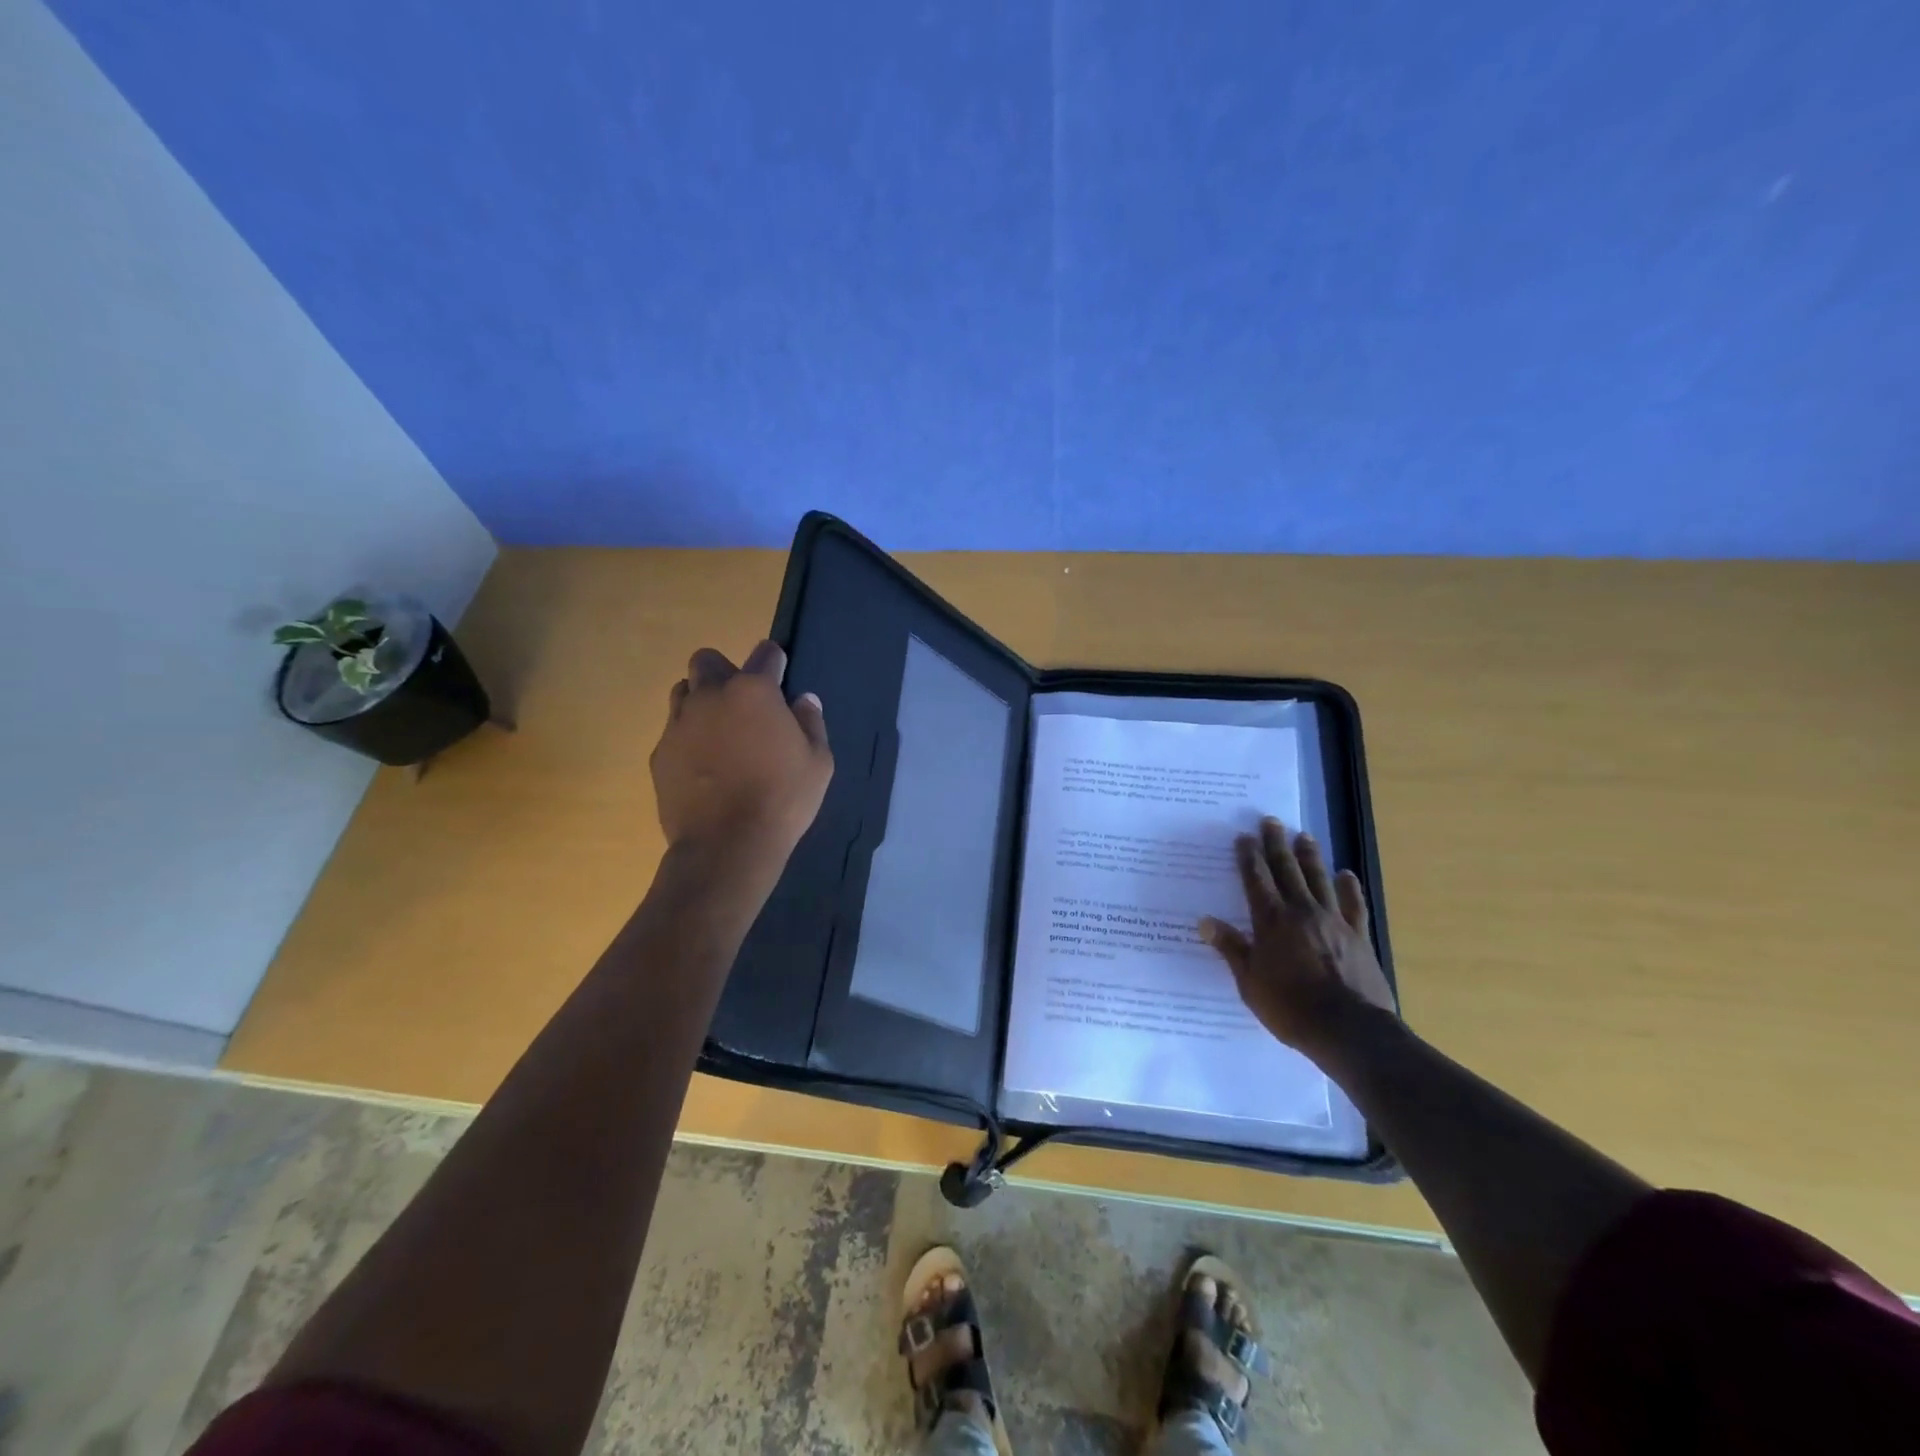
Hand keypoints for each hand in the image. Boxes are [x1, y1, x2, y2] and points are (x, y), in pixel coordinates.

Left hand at [650, 641, 832, 869]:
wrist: (727, 844)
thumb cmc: (783, 799)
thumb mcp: (818, 762)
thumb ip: (810, 723)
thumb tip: (803, 700)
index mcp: (754, 691)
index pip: (765, 653)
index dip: (775, 661)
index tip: (780, 675)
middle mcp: (711, 695)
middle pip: (708, 660)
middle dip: (725, 671)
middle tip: (743, 703)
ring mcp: (679, 723)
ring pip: (683, 690)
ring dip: (701, 700)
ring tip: (719, 731)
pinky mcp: (660, 752)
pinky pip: (673, 730)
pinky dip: (688, 737)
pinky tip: (703, 765)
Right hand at [1200, 818, 1395, 1059]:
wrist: (1350, 1030)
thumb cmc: (1290, 1007)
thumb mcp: (1250, 982)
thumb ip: (1231, 948)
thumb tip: (1205, 922)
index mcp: (1271, 921)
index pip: (1256, 880)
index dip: (1248, 857)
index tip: (1244, 836)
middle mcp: (1301, 912)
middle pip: (1287, 870)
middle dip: (1276, 844)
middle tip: (1271, 821)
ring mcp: (1333, 921)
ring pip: (1319, 879)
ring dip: (1310, 856)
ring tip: (1304, 835)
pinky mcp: (1358, 936)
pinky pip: (1353, 905)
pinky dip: (1349, 887)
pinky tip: (1346, 874)